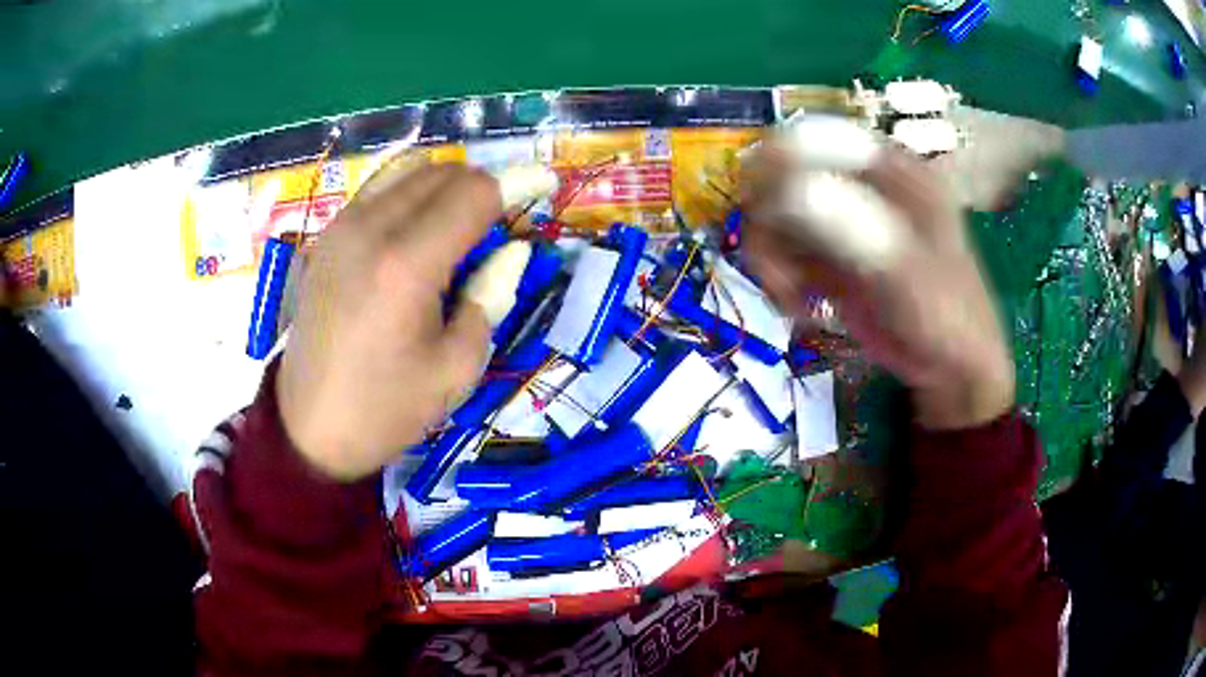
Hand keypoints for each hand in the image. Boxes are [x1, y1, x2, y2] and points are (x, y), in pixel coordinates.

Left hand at [277, 164, 502, 479]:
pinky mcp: (326, 237)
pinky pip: (377, 188)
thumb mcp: (457, 367)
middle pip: (443, 171)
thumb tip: (513, 250)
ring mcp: (341, 227)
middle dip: (483, 184)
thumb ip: (491, 296)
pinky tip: (418, 224)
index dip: (517, 182)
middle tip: (502, 217)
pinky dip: (409, 191)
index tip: (544, 185)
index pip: (474, 193)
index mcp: (408, 266)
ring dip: (445, 182)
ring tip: (461, 218)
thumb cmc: (388, 407)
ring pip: (408, 170)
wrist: (311, 426)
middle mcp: (371, 229)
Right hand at [743, 146, 1014, 429]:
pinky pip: (782, 252)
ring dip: (769, 256)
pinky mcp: (828, 255)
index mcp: (890, 169)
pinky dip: (777, 279)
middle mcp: (859, 185)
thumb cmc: (946, 314)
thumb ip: (853, 227)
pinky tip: (798, 307)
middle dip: (769, 221)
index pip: (818, 138)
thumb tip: (789, 189)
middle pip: (783, 174)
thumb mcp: (907, 271)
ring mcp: (841, 220)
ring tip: (790, 298)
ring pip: (774, 215)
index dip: (778, 161)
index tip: (762, 205)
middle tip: (776, 266)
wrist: (949, 366)